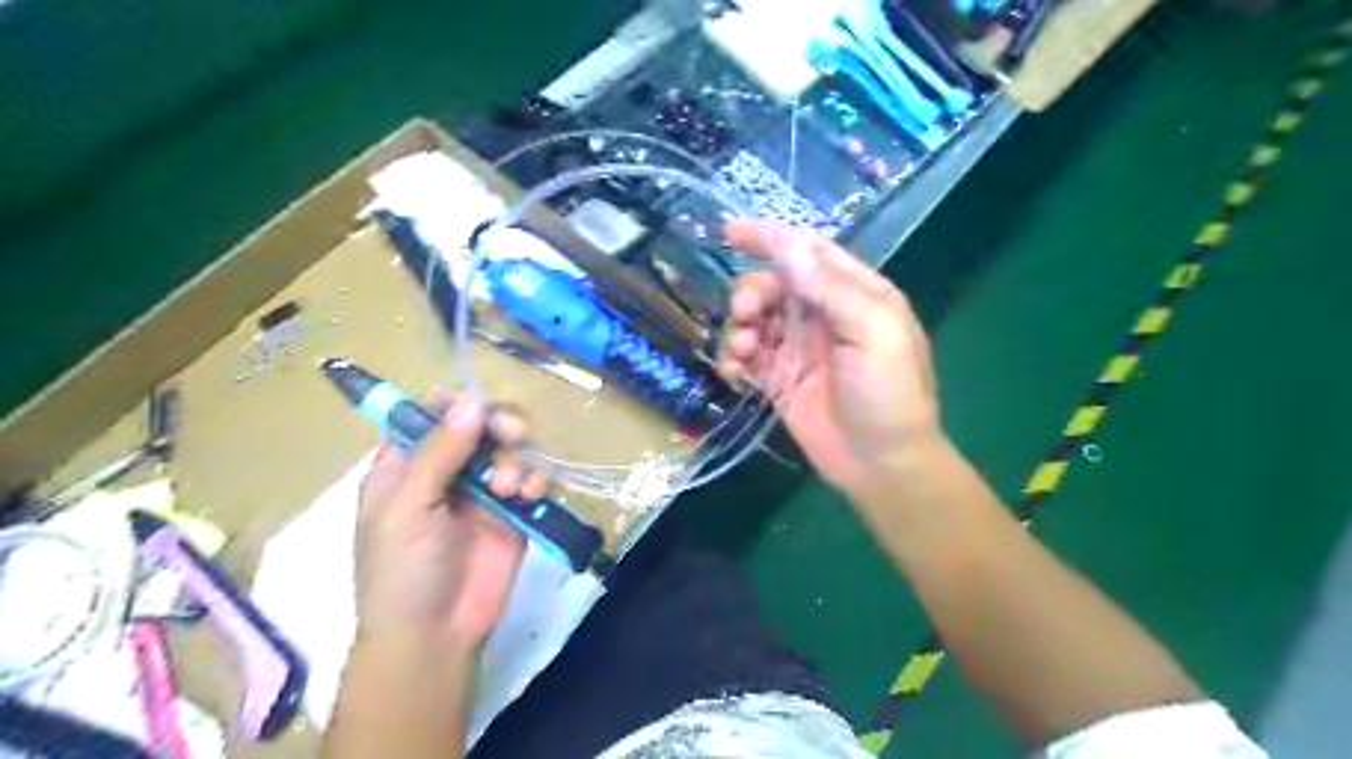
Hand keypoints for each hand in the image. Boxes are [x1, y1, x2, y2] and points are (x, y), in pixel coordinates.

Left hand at [358, 397, 548, 652]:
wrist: (435, 636)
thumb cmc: (402, 573)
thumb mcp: (407, 509)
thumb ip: (439, 453)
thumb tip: (471, 402)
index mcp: (406, 465)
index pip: (431, 413)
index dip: (456, 404)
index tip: (478, 409)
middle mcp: (446, 469)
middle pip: (479, 423)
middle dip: (497, 424)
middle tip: (510, 434)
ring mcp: (482, 490)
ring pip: (509, 447)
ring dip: (516, 457)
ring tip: (511, 488)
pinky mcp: (513, 511)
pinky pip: (531, 478)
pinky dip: (535, 479)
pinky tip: (529, 496)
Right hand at [719, 219, 941, 496]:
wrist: (882, 464)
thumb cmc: (889, 393)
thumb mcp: (872, 333)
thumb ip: (830, 288)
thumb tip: (786, 244)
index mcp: (853, 292)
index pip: (807, 251)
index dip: (769, 237)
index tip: (728, 232)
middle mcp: (822, 314)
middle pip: (772, 283)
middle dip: (750, 292)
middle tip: (745, 316)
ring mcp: (797, 347)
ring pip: (754, 318)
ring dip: (737, 326)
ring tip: (740, 351)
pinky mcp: (778, 379)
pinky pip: (745, 356)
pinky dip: (732, 357)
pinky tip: (734, 371)